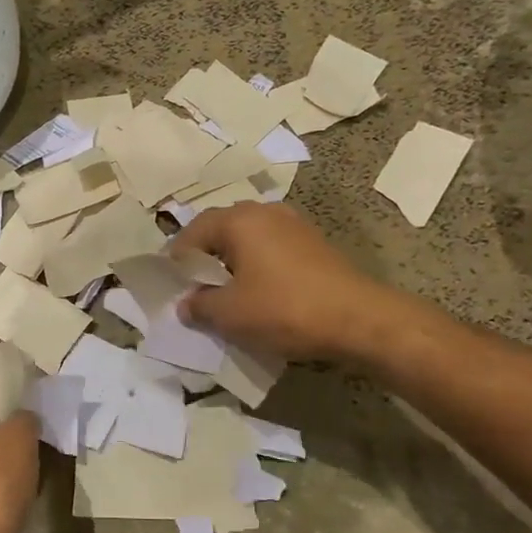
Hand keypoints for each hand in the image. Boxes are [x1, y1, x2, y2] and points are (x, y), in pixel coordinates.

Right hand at [172, 203, 384, 361]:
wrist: (360, 320)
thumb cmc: (285, 310)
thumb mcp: (230, 314)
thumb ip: (199, 305)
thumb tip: (186, 303)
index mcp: (239, 220)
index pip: (193, 232)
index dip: (177, 260)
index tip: (171, 286)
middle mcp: (265, 212)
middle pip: (221, 230)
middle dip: (204, 259)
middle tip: (195, 289)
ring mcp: (294, 225)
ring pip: (248, 240)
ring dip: (232, 263)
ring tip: (226, 294)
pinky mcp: (314, 244)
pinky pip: (271, 250)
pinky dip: (257, 268)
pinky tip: (259, 294)